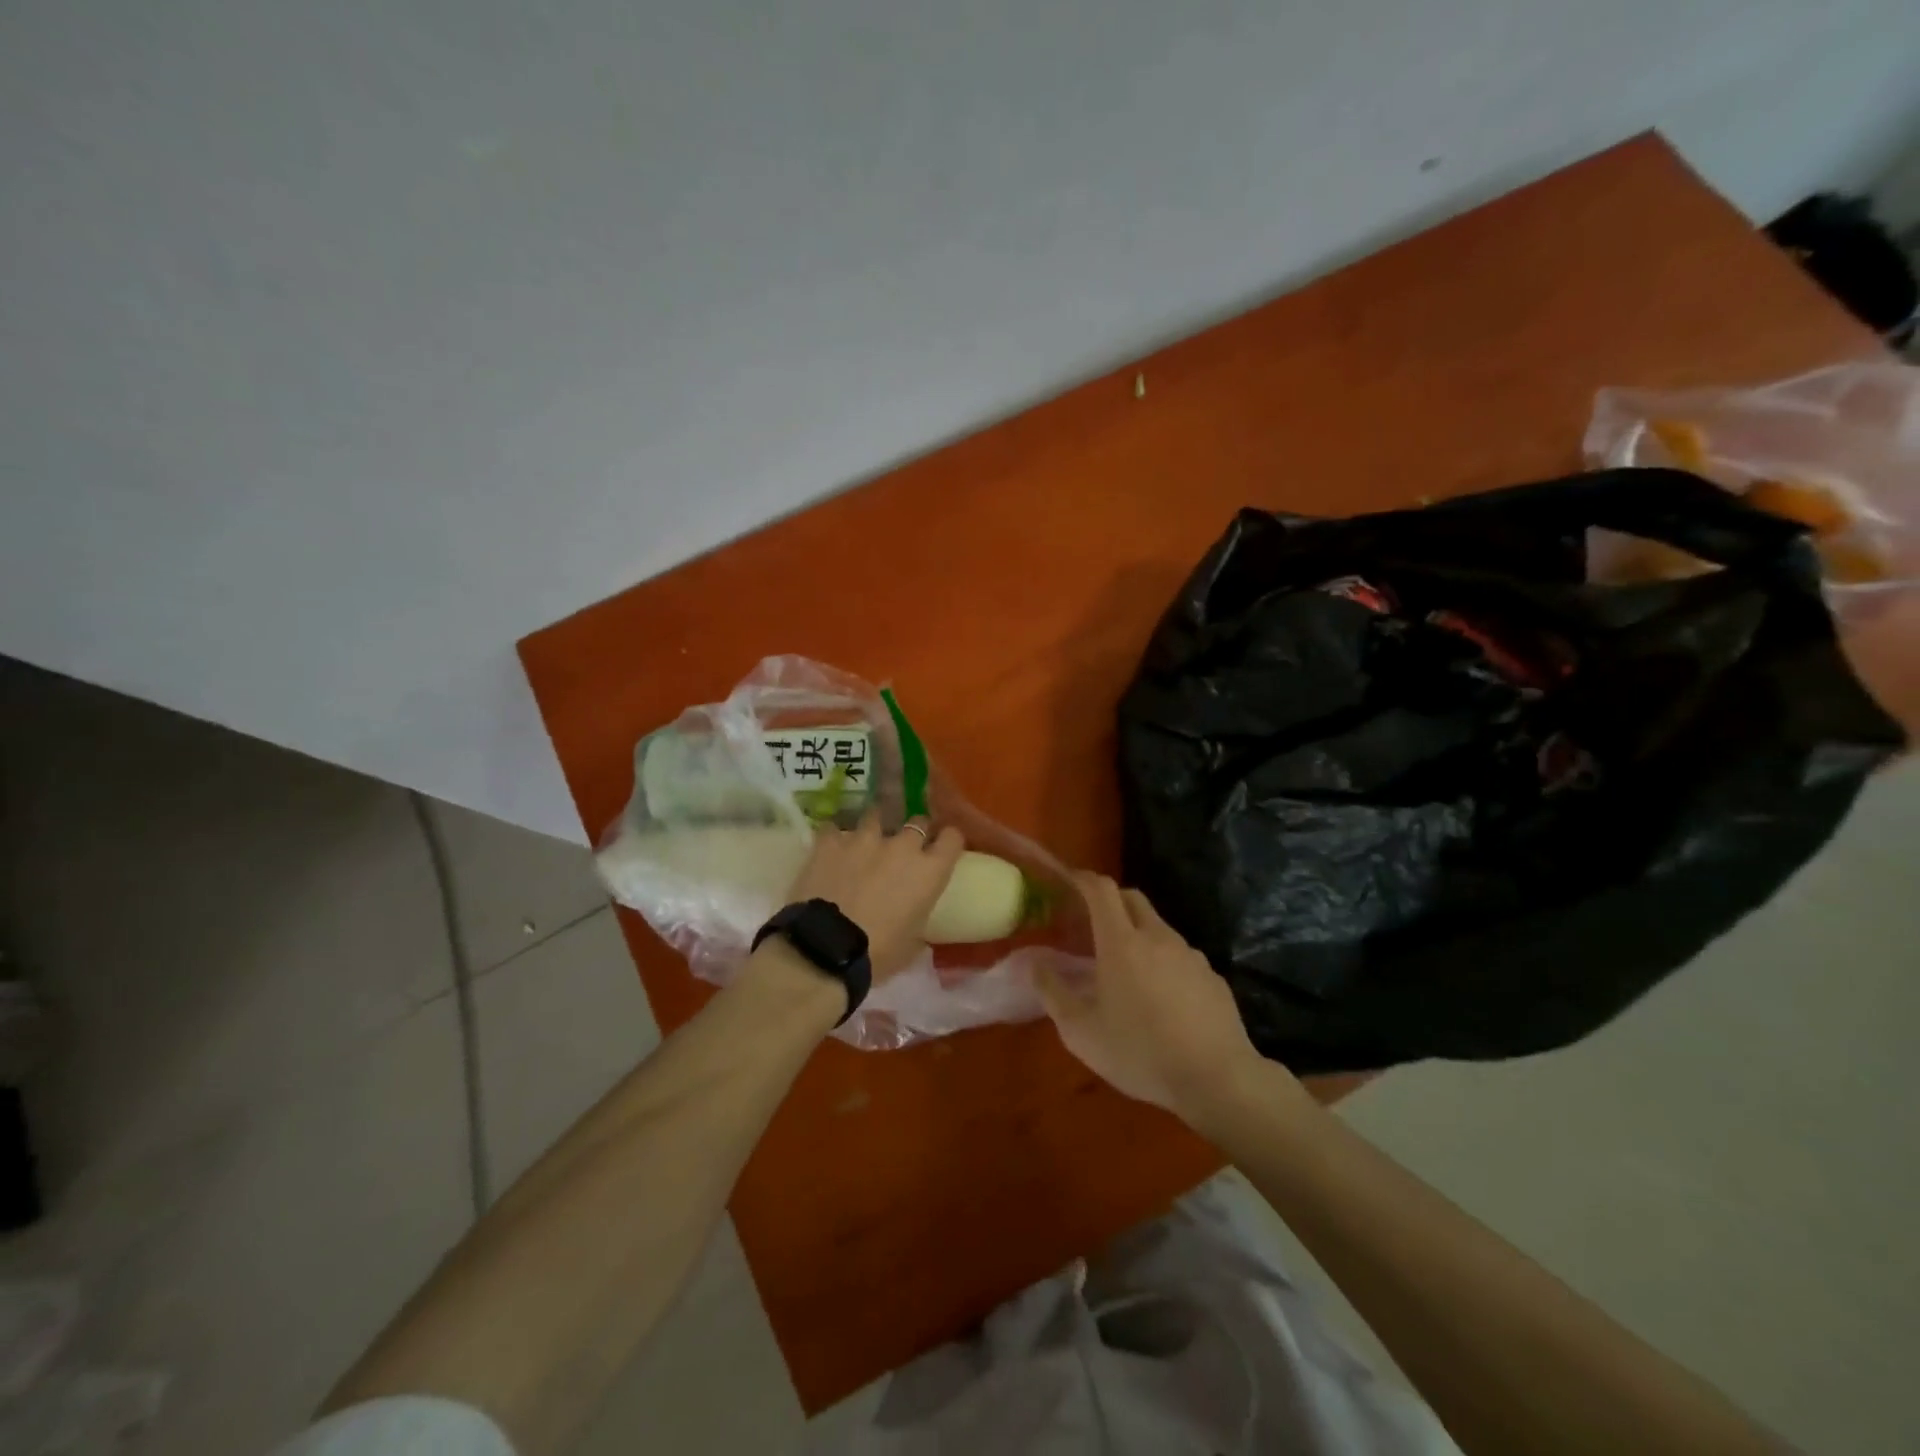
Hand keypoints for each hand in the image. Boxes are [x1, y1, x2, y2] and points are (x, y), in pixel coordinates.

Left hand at [783, 812, 964, 983]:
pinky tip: (831, 849)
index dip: (948, 841)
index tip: (943, 847)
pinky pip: (834, 829)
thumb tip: (914, 918)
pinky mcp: (830, 842)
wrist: (825, 950)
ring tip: (866, 841)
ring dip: (875, 827)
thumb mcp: (912, 944)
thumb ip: (918, 919)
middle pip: (918, 822)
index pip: (952, 838)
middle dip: (914, 832)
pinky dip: (835, 838)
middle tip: (905, 848)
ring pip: (876, 816)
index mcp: (929, 872)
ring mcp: (864, 839)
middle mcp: (902, 846)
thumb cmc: (878, 955)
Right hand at [1036, 873, 1274, 1121]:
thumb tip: (1035, 963)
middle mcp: (1157, 937)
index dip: (1082, 880)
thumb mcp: (1082, 1032)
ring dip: (1137, 933)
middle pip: (1131, 898)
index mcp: (1121, 942)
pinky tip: (1161, 997)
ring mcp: (1190, 955)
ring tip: (1125, 967)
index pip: (1101, 890)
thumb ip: (1053, 993)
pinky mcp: (1212, 976)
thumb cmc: (1141, 1052)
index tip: (1068, 883)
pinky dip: (1163, 961)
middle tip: (1091, 923)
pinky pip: (1180, 956)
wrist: (1217, 1079)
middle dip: (1109, 900)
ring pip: (1158, 927)